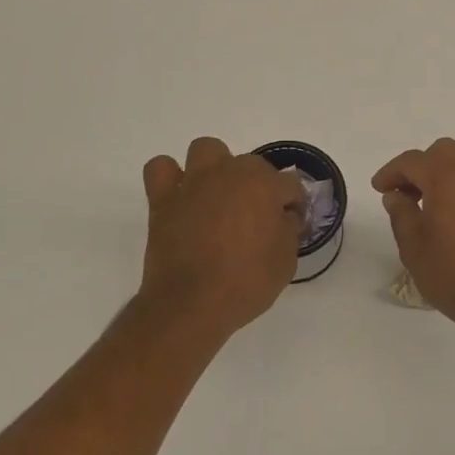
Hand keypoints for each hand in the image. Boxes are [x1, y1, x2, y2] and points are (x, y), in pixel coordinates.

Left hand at [140, 137, 306, 337]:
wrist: (191, 304)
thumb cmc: (246, 283)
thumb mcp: (286, 261)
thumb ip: (289, 229)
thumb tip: (285, 216)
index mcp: (264, 184)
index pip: (290, 184)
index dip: (294, 205)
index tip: (292, 225)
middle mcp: (230, 172)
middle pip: (252, 165)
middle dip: (259, 186)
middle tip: (257, 218)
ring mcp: (194, 181)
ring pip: (207, 150)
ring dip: (216, 167)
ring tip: (219, 195)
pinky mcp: (163, 198)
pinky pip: (161, 168)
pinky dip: (170, 177)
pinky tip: (180, 196)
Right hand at [372, 138, 454, 338]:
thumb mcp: (414, 247)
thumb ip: (401, 214)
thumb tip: (396, 195)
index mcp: (448, 176)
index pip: (412, 161)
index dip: (391, 172)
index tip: (379, 188)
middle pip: (442, 152)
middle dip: (419, 166)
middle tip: (404, 193)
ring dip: (440, 176)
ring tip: (424, 207)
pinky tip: (450, 218)